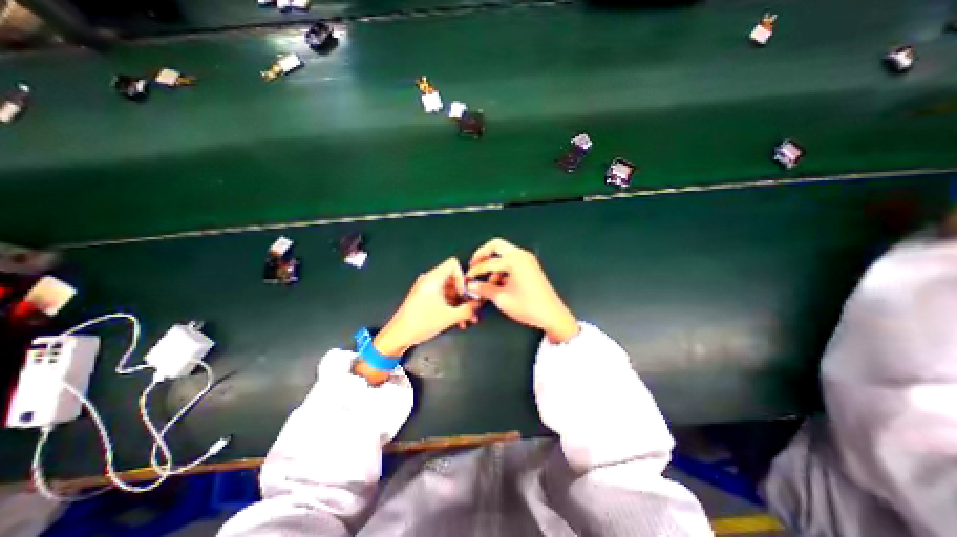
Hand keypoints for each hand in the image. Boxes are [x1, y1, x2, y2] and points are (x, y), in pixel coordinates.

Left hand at [371, 258, 478, 358]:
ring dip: (460, 304)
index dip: (463, 277)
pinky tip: (459, 322)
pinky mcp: (426, 299)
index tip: (466, 293)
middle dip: (465, 295)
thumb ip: (468, 309)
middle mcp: (430, 280)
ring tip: (468, 319)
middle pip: (454, 279)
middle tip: (473, 308)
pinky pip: (444, 298)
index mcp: (433, 278)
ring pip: (450, 291)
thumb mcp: (449, 316)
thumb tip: (480, 303)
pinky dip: (452, 307)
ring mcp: (427, 289)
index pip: (453, 264)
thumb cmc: (422, 322)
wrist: (398, 336)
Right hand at [463, 238, 573, 343]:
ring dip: (493, 264)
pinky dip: (503, 269)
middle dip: (482, 254)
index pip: (488, 262)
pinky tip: (498, 283)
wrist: (552, 315)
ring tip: (486, 282)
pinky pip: (512, 261)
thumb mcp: (502, 299)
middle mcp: (521, 255)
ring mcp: (527, 260)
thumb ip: (483, 289)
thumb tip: (471, 286)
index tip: (467, 278)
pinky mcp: (530, 266)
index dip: (475, 271)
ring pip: (504, 254)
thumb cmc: (527, 307)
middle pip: (496, 245)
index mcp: (514, 260)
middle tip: (473, 265)